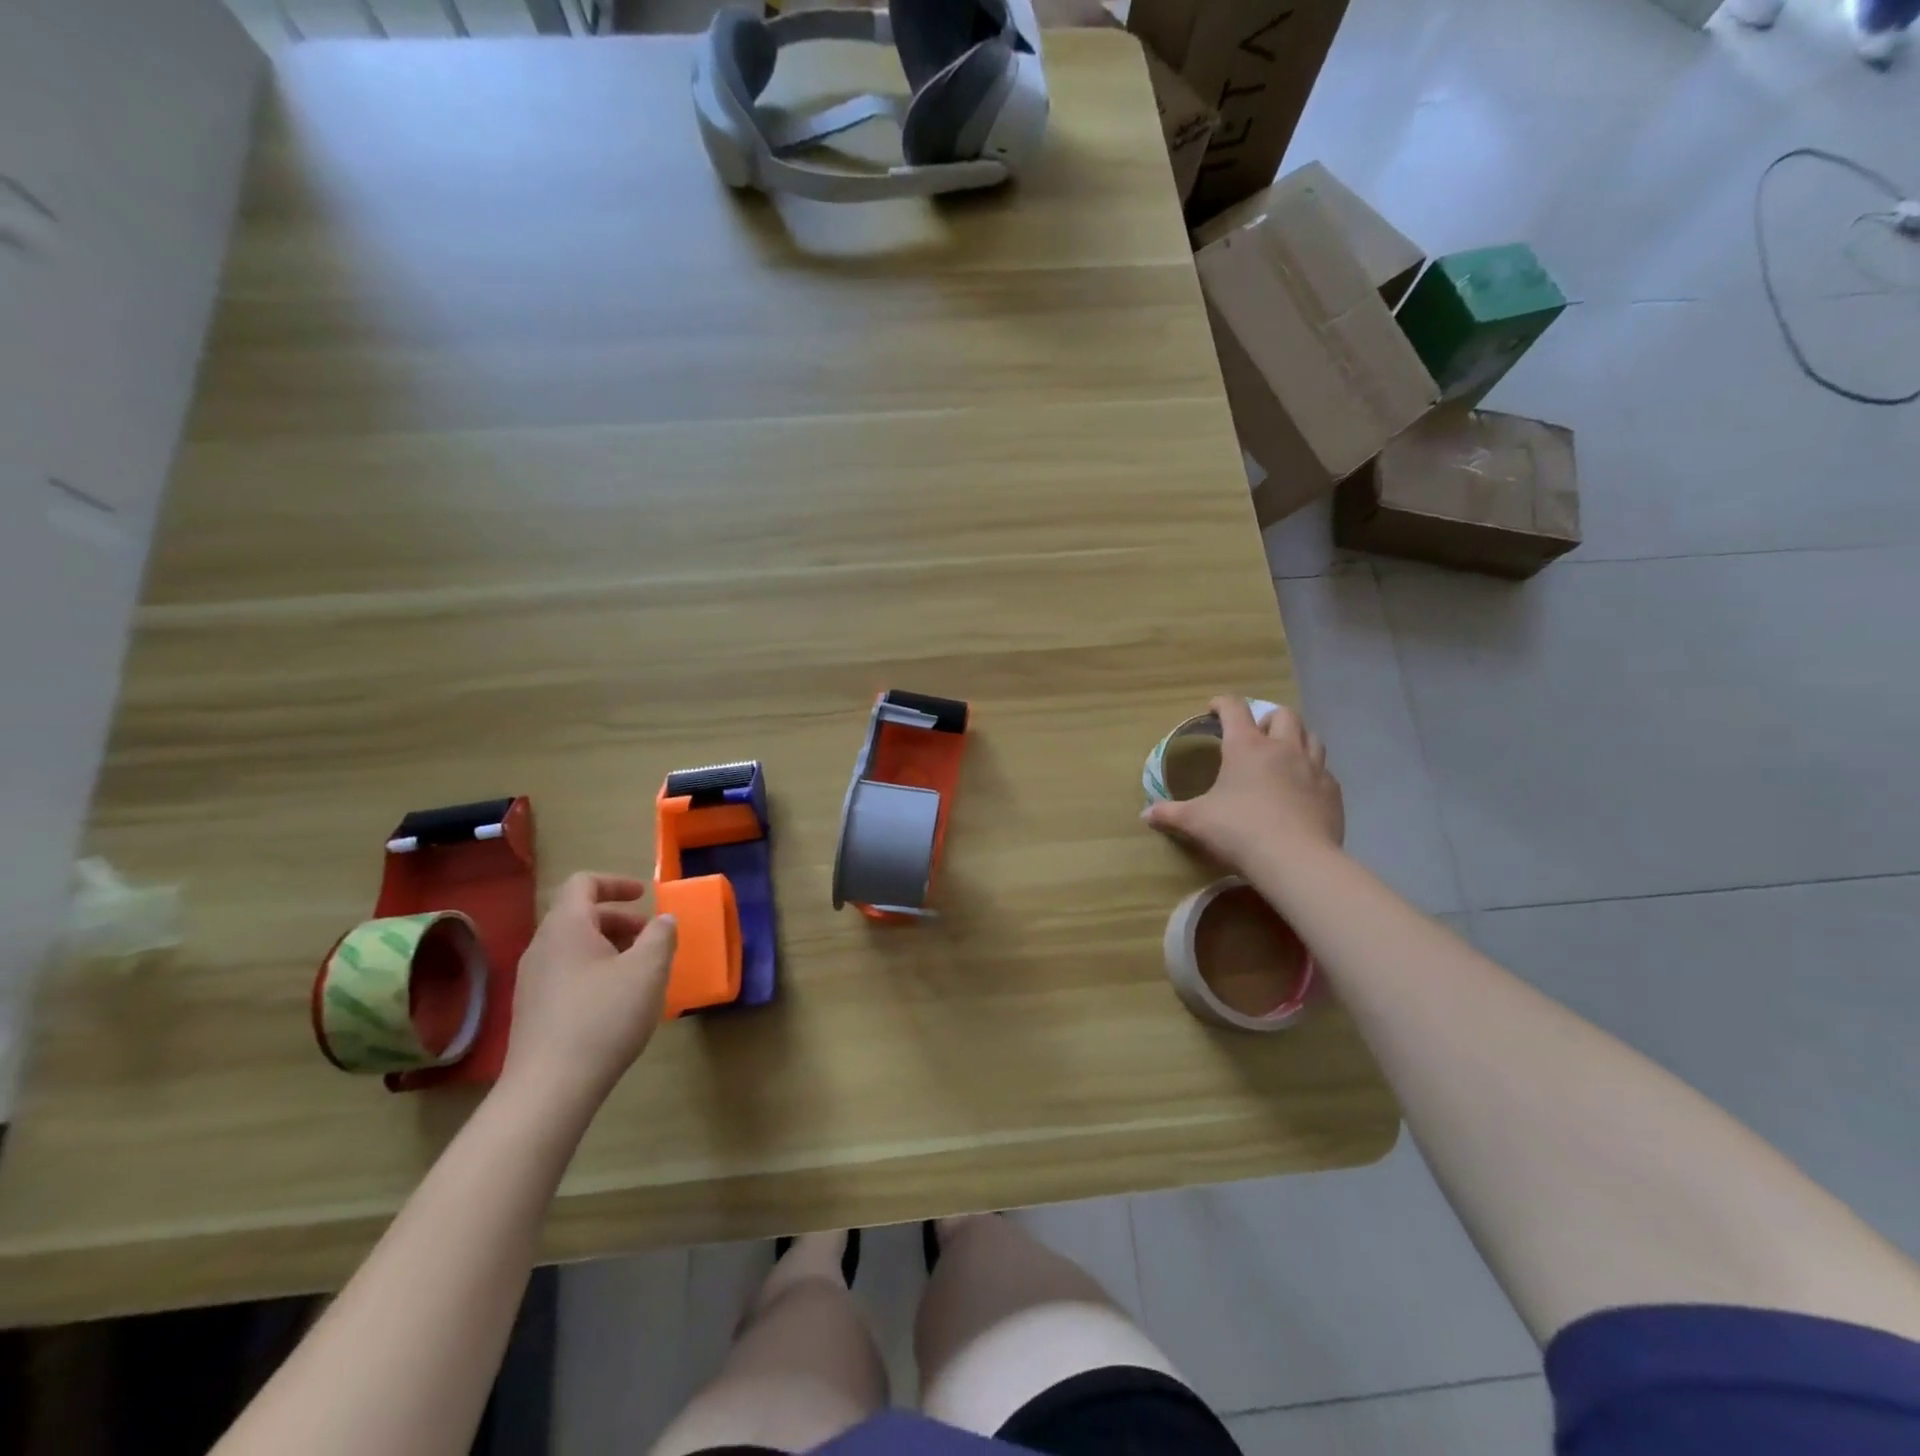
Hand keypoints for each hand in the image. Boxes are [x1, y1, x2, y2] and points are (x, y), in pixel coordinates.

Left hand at [500, 873, 676, 1114]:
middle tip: (650, 938)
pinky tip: (616, 1002)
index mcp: (566, 927)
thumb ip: (661, 936)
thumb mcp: (648, 970)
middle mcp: (542, 947)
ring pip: (573, 947)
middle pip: (579, 915)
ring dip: (608, 947)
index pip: (583, 883)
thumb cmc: (603, 1018)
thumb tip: (663, 920)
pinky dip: (594, 971)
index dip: (616, 883)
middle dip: (619, 920)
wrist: (549, 1089)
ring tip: (639, 971)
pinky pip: (566, 973)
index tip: (644, 897)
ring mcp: (532, 981)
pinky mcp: (532, 1011)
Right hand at [1144, 696, 1344, 869]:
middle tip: (1255, 734)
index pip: (1234, 709)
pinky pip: (1323, 771)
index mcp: (1246, 746)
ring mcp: (1313, 768)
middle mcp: (1282, 748)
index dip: (1222, 704)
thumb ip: (1170, 814)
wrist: (1295, 859)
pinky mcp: (1331, 791)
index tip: (1213, 710)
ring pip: (1310, 736)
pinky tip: (1302, 789)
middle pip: (1282, 715)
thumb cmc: (1239, 830)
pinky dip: (1312, 772)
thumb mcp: (1196, 821)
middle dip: (1267, 718)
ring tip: (1283, 755)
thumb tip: (1145, 815)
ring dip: (1296, 738)